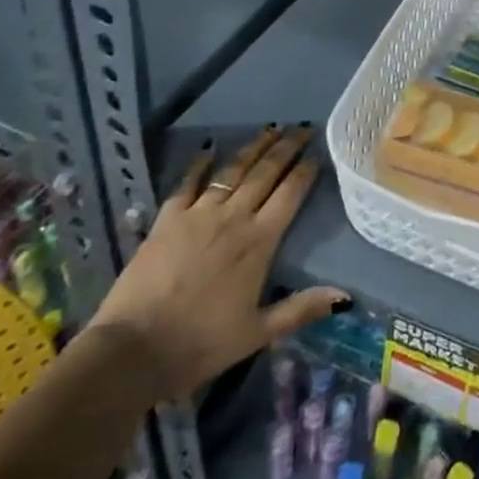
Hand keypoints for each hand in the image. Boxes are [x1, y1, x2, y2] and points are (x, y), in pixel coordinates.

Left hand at [85, 124, 347, 403]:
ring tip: (269, 129)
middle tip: (301, 128)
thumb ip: (301, 308)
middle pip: (265, 173)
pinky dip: (199, 164)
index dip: (305, 172)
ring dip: (253, 148)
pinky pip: (187, 183)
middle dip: (286, 148)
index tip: (317, 154)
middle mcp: (233, 218)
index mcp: (259, 242)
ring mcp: (198, 214)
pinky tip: (208, 149)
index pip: (290, 195)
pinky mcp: (167, 219)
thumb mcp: (257, 333)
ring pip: (232, 171)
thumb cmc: (200, 343)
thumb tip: (345, 296)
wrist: (133, 350)